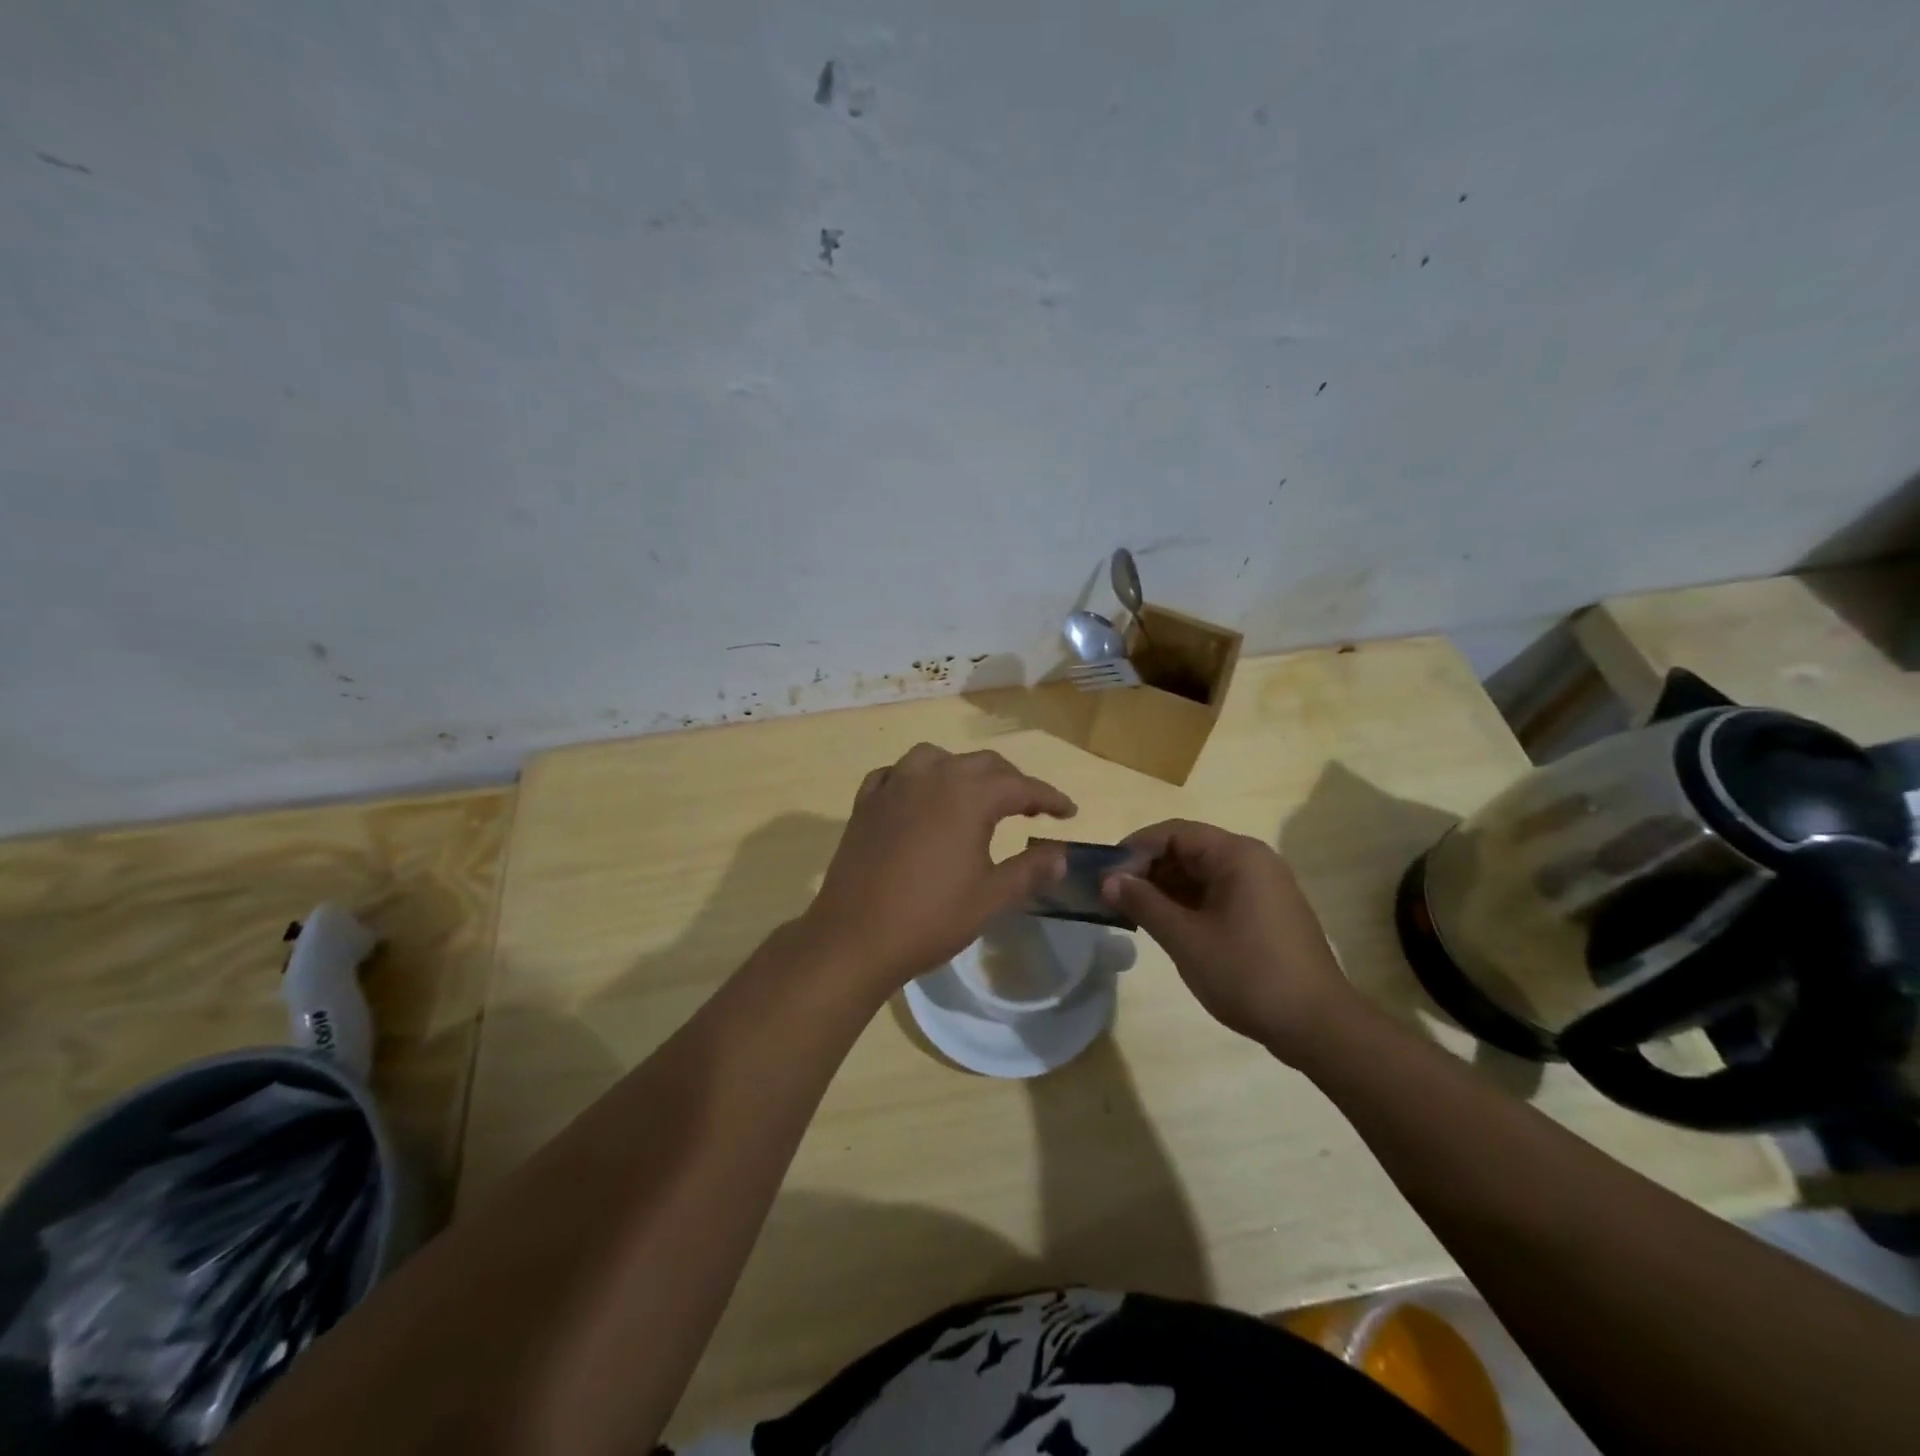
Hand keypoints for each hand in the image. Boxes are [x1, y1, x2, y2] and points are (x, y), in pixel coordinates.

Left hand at [800, 744, 1076, 992]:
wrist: (855, 937)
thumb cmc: (930, 918)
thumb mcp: (991, 898)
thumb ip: (1029, 870)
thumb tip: (1060, 855)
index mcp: (968, 796)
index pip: (1021, 786)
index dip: (1049, 797)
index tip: (1069, 812)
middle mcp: (931, 778)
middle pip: (982, 764)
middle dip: (1011, 781)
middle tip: (1030, 808)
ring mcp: (893, 786)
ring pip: (935, 758)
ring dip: (962, 771)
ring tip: (973, 796)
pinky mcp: (865, 803)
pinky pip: (894, 774)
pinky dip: (914, 778)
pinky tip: (918, 799)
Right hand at [1102, 819, 1360, 1060]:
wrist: (1318, 1026)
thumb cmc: (1247, 974)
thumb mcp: (1185, 938)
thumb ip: (1143, 903)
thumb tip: (1108, 879)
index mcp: (1237, 855)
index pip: (1173, 832)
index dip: (1135, 849)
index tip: (1106, 876)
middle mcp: (1254, 860)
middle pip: (1189, 848)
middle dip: (1149, 869)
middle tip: (1116, 897)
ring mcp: (1265, 885)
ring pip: (1203, 872)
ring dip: (1167, 887)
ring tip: (1136, 913)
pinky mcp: (1269, 910)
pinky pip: (1220, 891)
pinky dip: (1190, 902)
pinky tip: (1169, 925)